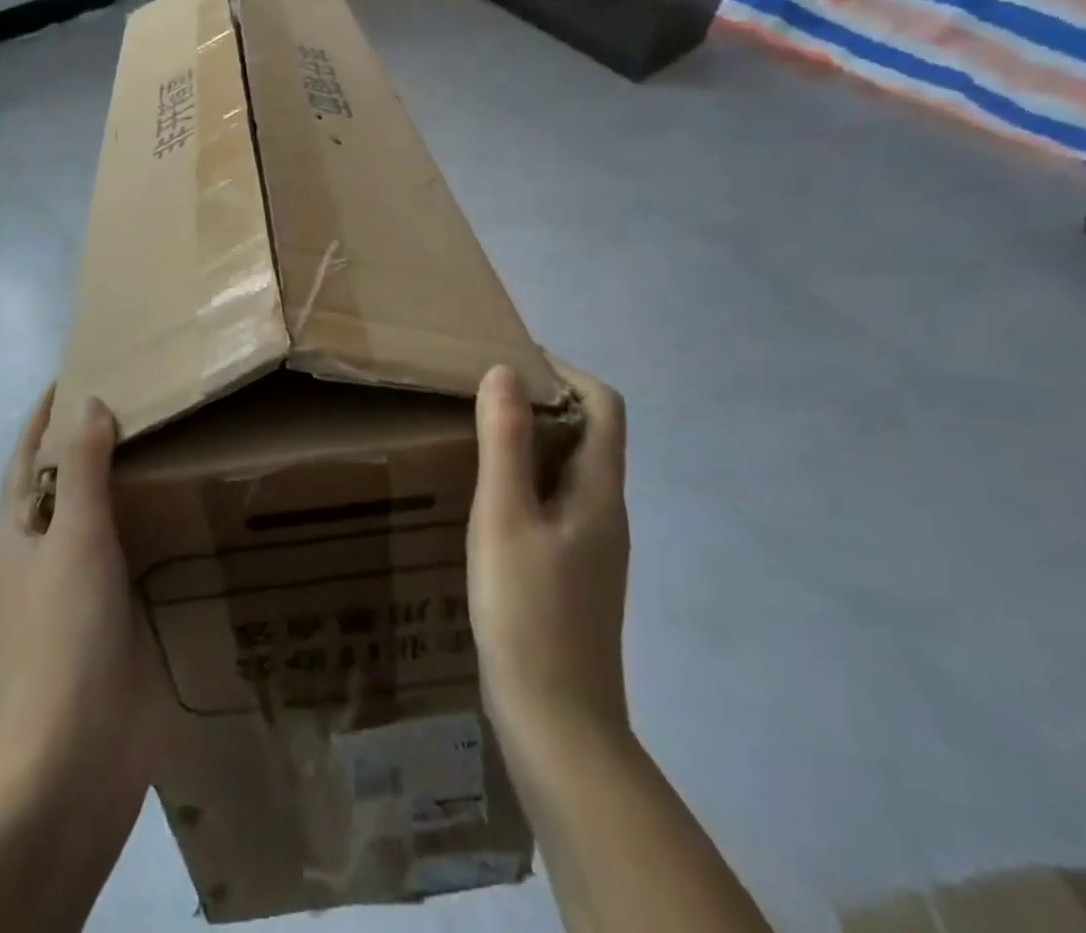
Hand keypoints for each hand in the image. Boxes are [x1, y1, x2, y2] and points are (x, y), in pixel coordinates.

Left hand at [0, 388, 162, 804]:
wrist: (78, 753)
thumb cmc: (66, 632)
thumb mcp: (74, 536)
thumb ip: (81, 467)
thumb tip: (88, 402)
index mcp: (19, 535)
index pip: (25, 457)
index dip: (44, 416)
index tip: (75, 374)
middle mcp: (41, 558)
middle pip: (61, 485)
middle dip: (87, 444)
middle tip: (137, 403)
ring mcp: (75, 593)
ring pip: (97, 520)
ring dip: (119, 485)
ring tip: (164, 447)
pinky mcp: (108, 620)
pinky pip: (126, 556)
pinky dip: (144, 527)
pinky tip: (178, 516)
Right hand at [468, 363, 631, 769]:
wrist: (557, 725)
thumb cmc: (528, 612)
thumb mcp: (504, 517)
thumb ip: (505, 442)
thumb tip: (505, 371)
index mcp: (600, 492)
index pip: (604, 406)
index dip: (567, 372)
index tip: (516, 359)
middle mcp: (607, 512)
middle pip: (589, 435)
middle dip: (543, 402)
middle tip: (484, 392)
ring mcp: (593, 547)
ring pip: (570, 471)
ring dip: (532, 441)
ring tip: (478, 435)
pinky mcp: (573, 573)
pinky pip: (555, 503)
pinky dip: (526, 480)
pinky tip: (487, 500)